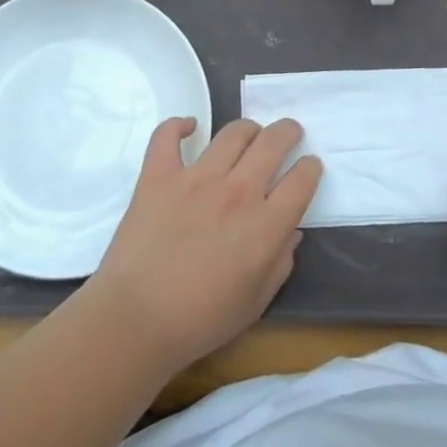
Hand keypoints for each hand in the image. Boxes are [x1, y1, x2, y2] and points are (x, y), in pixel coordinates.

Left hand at [88, 117, 321, 372]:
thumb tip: (291, 232)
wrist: (135, 320)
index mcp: (265, 225)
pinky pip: (167, 137)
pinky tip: (188, 127)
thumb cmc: (201, 320)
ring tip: (249, 134)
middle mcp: (237, 192)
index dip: (310, 168)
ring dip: (248, 129)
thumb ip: (280, 262)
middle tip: (288, 133)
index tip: (309, 166)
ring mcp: (196, 179)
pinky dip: (178, 126)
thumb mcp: (256, 302)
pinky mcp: (158, 176)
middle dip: (288, 132)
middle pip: (273, 142)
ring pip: (233, 133)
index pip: (301, 180)